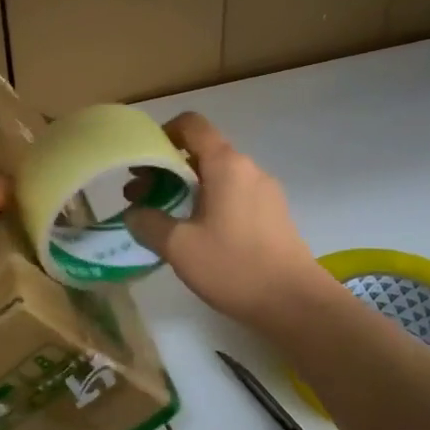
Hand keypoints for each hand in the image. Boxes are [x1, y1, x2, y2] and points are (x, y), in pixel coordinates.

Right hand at [124, 112, 335, 330]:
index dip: (162, 133)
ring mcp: (265, 192)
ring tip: (162, 217)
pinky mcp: (272, 215)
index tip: (142, 160)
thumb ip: (148, 223)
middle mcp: (248, 169)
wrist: (295, 304)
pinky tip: (194, 233)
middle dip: (166, 168)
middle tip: (140, 196)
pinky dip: (207, 202)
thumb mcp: (179, 246)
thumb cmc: (234, 266)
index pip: (192, 125)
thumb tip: (134, 213)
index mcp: (226, 165)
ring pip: (216, 176)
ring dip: (185, 188)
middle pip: (201, 152)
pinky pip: (233, 195)